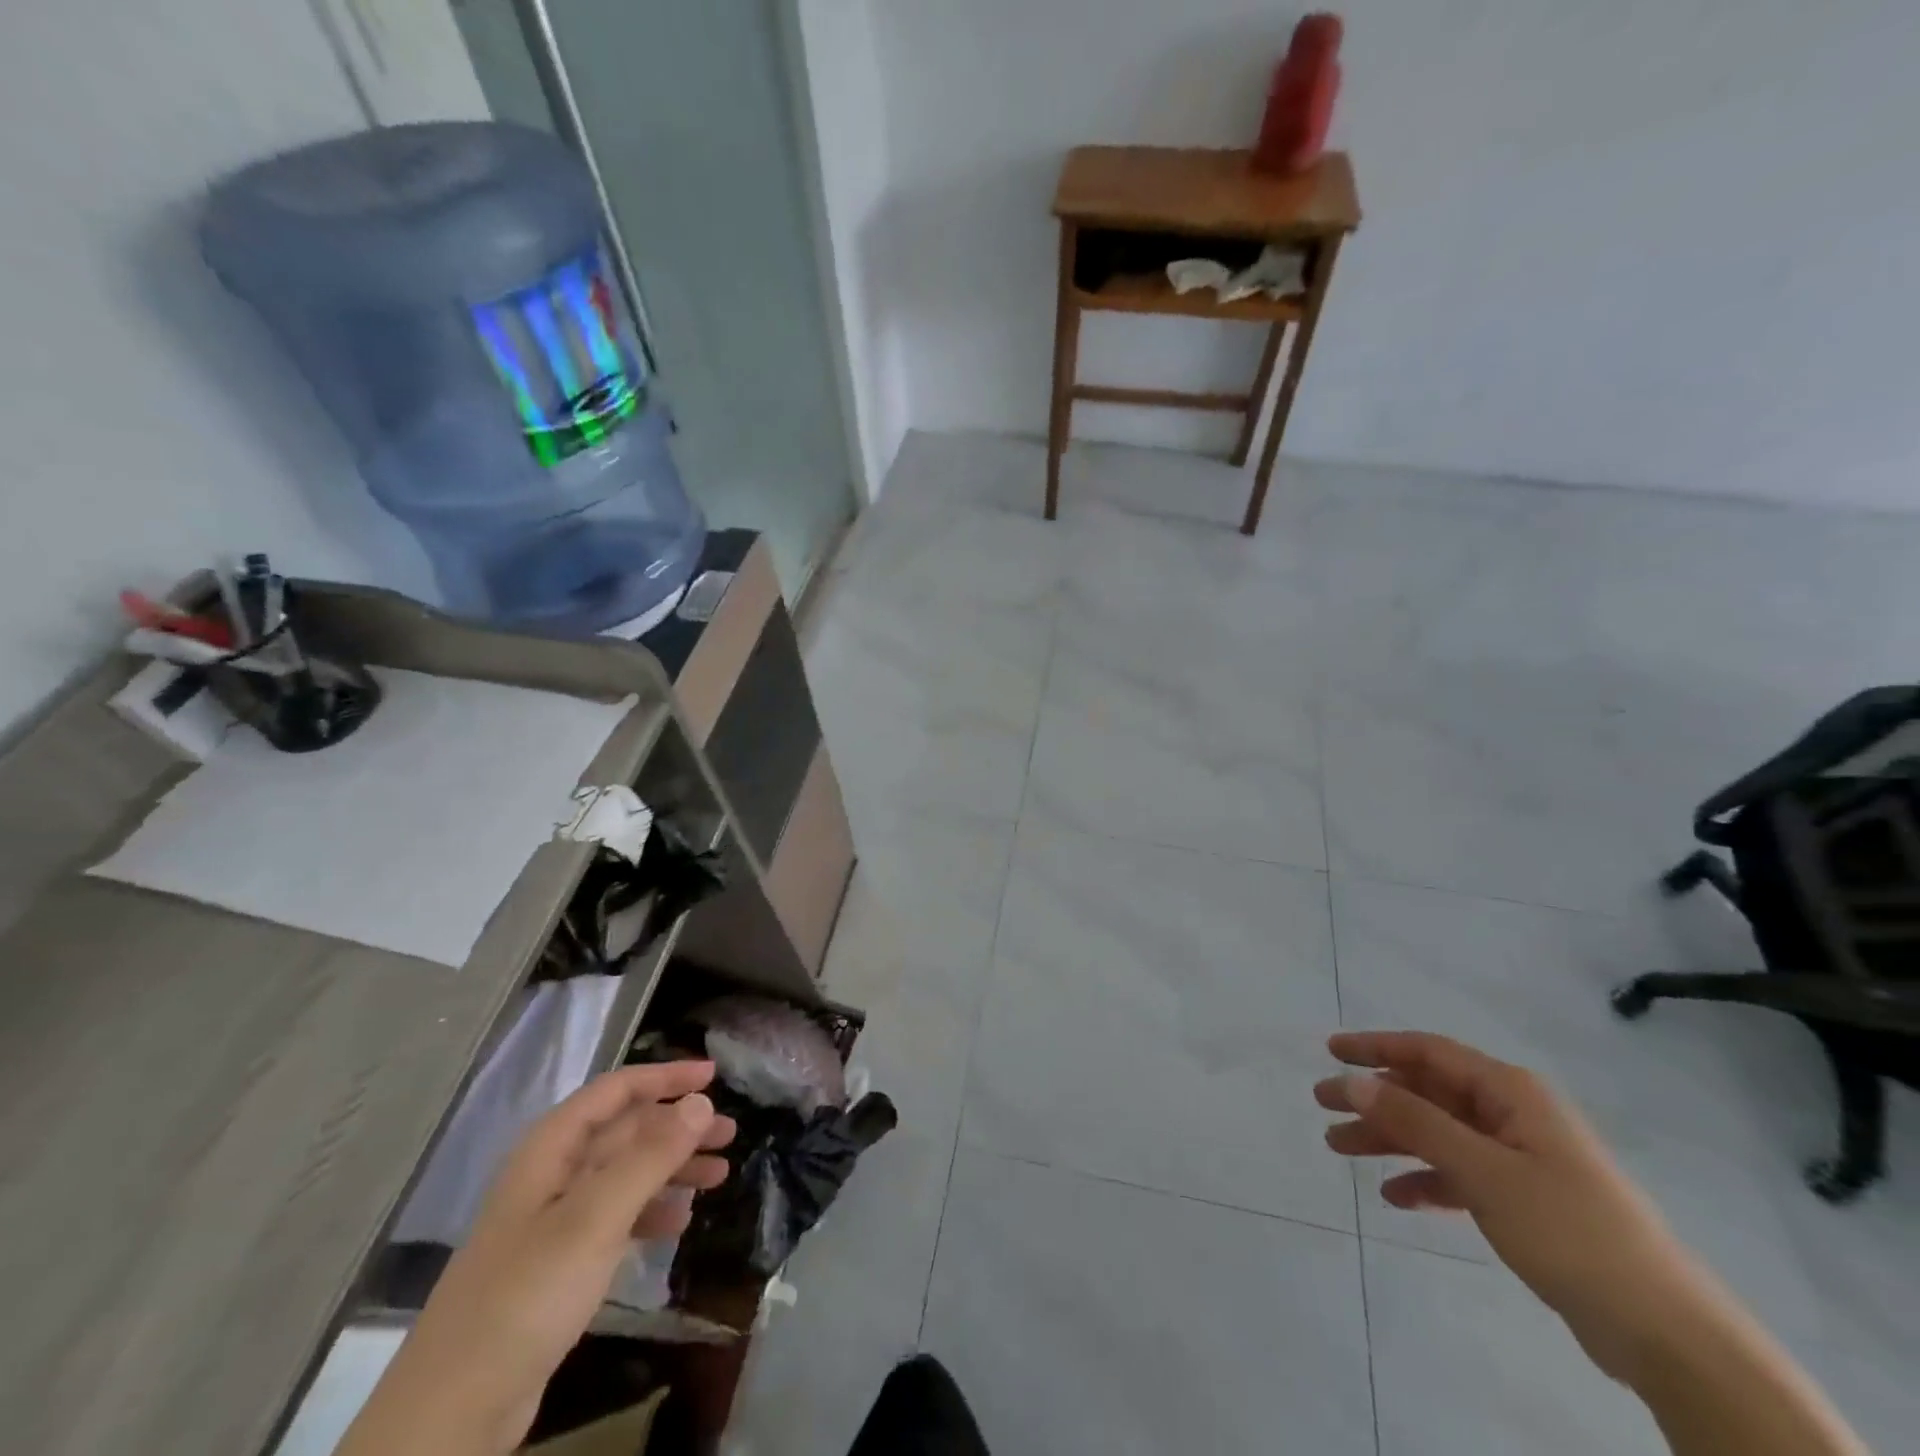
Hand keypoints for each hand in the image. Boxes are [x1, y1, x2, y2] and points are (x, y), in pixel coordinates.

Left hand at [341, 1061, 735, 1455]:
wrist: (453, 1413)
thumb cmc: (526, 1296)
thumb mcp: (595, 1218)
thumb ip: (651, 1156)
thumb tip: (701, 1101)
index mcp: (551, 1149)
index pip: (616, 1091)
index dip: (665, 1076)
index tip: (714, 1076)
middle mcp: (553, 1174)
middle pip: (626, 1131)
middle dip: (679, 1126)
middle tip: (730, 1133)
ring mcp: (554, 1220)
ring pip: (626, 1173)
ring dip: (673, 1168)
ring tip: (720, 1175)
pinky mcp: (559, 1264)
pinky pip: (617, 1217)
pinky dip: (651, 1211)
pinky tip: (679, 1223)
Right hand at [1316, 1031, 1705, 1381]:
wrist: (1665, 1332)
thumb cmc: (1569, 1230)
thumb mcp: (1482, 1170)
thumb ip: (1414, 1121)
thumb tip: (1353, 1080)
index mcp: (1510, 1092)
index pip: (1429, 1051)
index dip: (1375, 1047)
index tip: (1330, 1050)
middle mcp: (1512, 1114)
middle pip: (1428, 1092)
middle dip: (1374, 1098)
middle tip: (1322, 1105)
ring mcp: (1520, 1157)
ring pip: (1438, 1132)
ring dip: (1390, 1138)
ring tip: (1339, 1149)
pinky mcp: (1525, 1200)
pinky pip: (1459, 1173)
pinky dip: (1425, 1179)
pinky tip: (1395, 1197)